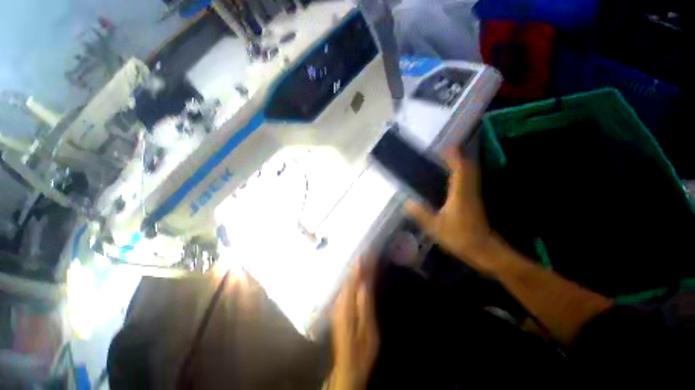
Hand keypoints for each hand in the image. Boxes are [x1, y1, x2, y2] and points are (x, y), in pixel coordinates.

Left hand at [330, 259, 378, 389]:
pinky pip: (346, 285)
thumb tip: (365, 281)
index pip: (353, 278)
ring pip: (346, 279)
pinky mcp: (339, 306)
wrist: (348, 366)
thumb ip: (365, 304)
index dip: (360, 264)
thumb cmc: (361, 349)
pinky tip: (357, 272)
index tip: (367, 252)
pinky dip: (353, 276)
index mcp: (346, 304)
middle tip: (367, 252)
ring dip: (355, 268)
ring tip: (364, 257)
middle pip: (348, 276)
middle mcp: (339, 300)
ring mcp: (338, 303)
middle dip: (358, 263)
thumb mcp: (368, 329)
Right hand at [405, 148, 492, 270]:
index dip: (454, 157)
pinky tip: (451, 180)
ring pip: (470, 175)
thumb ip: (420, 214)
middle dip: (458, 158)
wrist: (483, 250)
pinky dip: (462, 176)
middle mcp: (469, 191)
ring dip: (461, 166)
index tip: (446, 148)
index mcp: (460, 194)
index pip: (460, 170)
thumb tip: (407, 202)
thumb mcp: (434, 227)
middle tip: (445, 154)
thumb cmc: (459, 237)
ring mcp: (474, 196)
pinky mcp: (474, 202)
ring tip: (447, 163)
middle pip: (468, 169)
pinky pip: (469, 182)